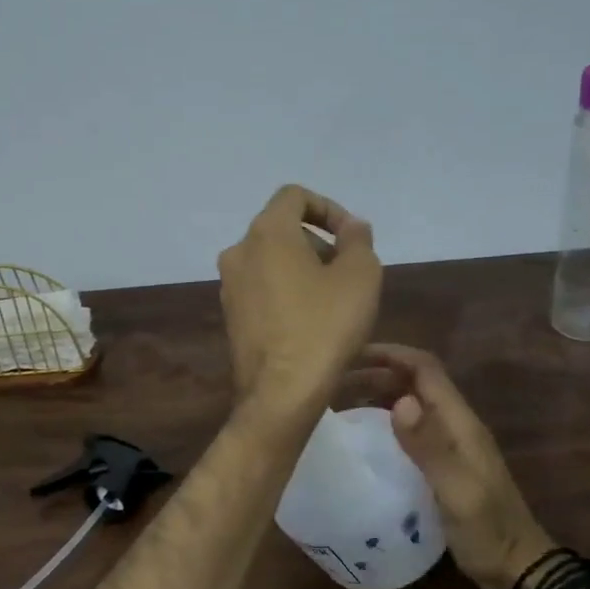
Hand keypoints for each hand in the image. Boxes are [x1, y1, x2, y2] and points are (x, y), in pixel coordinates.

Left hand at [218, 186, 381, 415]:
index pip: (294, 196)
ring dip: (302, 268)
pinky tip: (310, 320)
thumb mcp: (360, 276)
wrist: (281, 392)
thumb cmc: (324, 326)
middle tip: (348, 270)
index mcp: (266, 233)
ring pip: (270, 260)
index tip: (352, 238)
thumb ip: (358, 240)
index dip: (329, 208)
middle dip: (318, 241)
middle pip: (281, 228)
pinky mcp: (230, 316)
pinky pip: (262, 288)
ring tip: (333, 298)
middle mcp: (238, 252)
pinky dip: (285, 291)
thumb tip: (351, 227)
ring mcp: (229, 286)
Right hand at [359, 344, 552, 588]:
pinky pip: (411, 428)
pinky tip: (364, 435)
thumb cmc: (487, 530)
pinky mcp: (442, 463)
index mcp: (460, 422)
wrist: (517, 567)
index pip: (425, 369)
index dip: (390, 354)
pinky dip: (384, 420)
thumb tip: (400, 402)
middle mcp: (455, 424)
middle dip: (376, 372)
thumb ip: (429, 446)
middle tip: (334, 381)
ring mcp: (450, 444)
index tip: (350, 355)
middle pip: (415, 381)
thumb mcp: (457, 490)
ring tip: (340, 402)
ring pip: (411, 402)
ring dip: (378, 394)